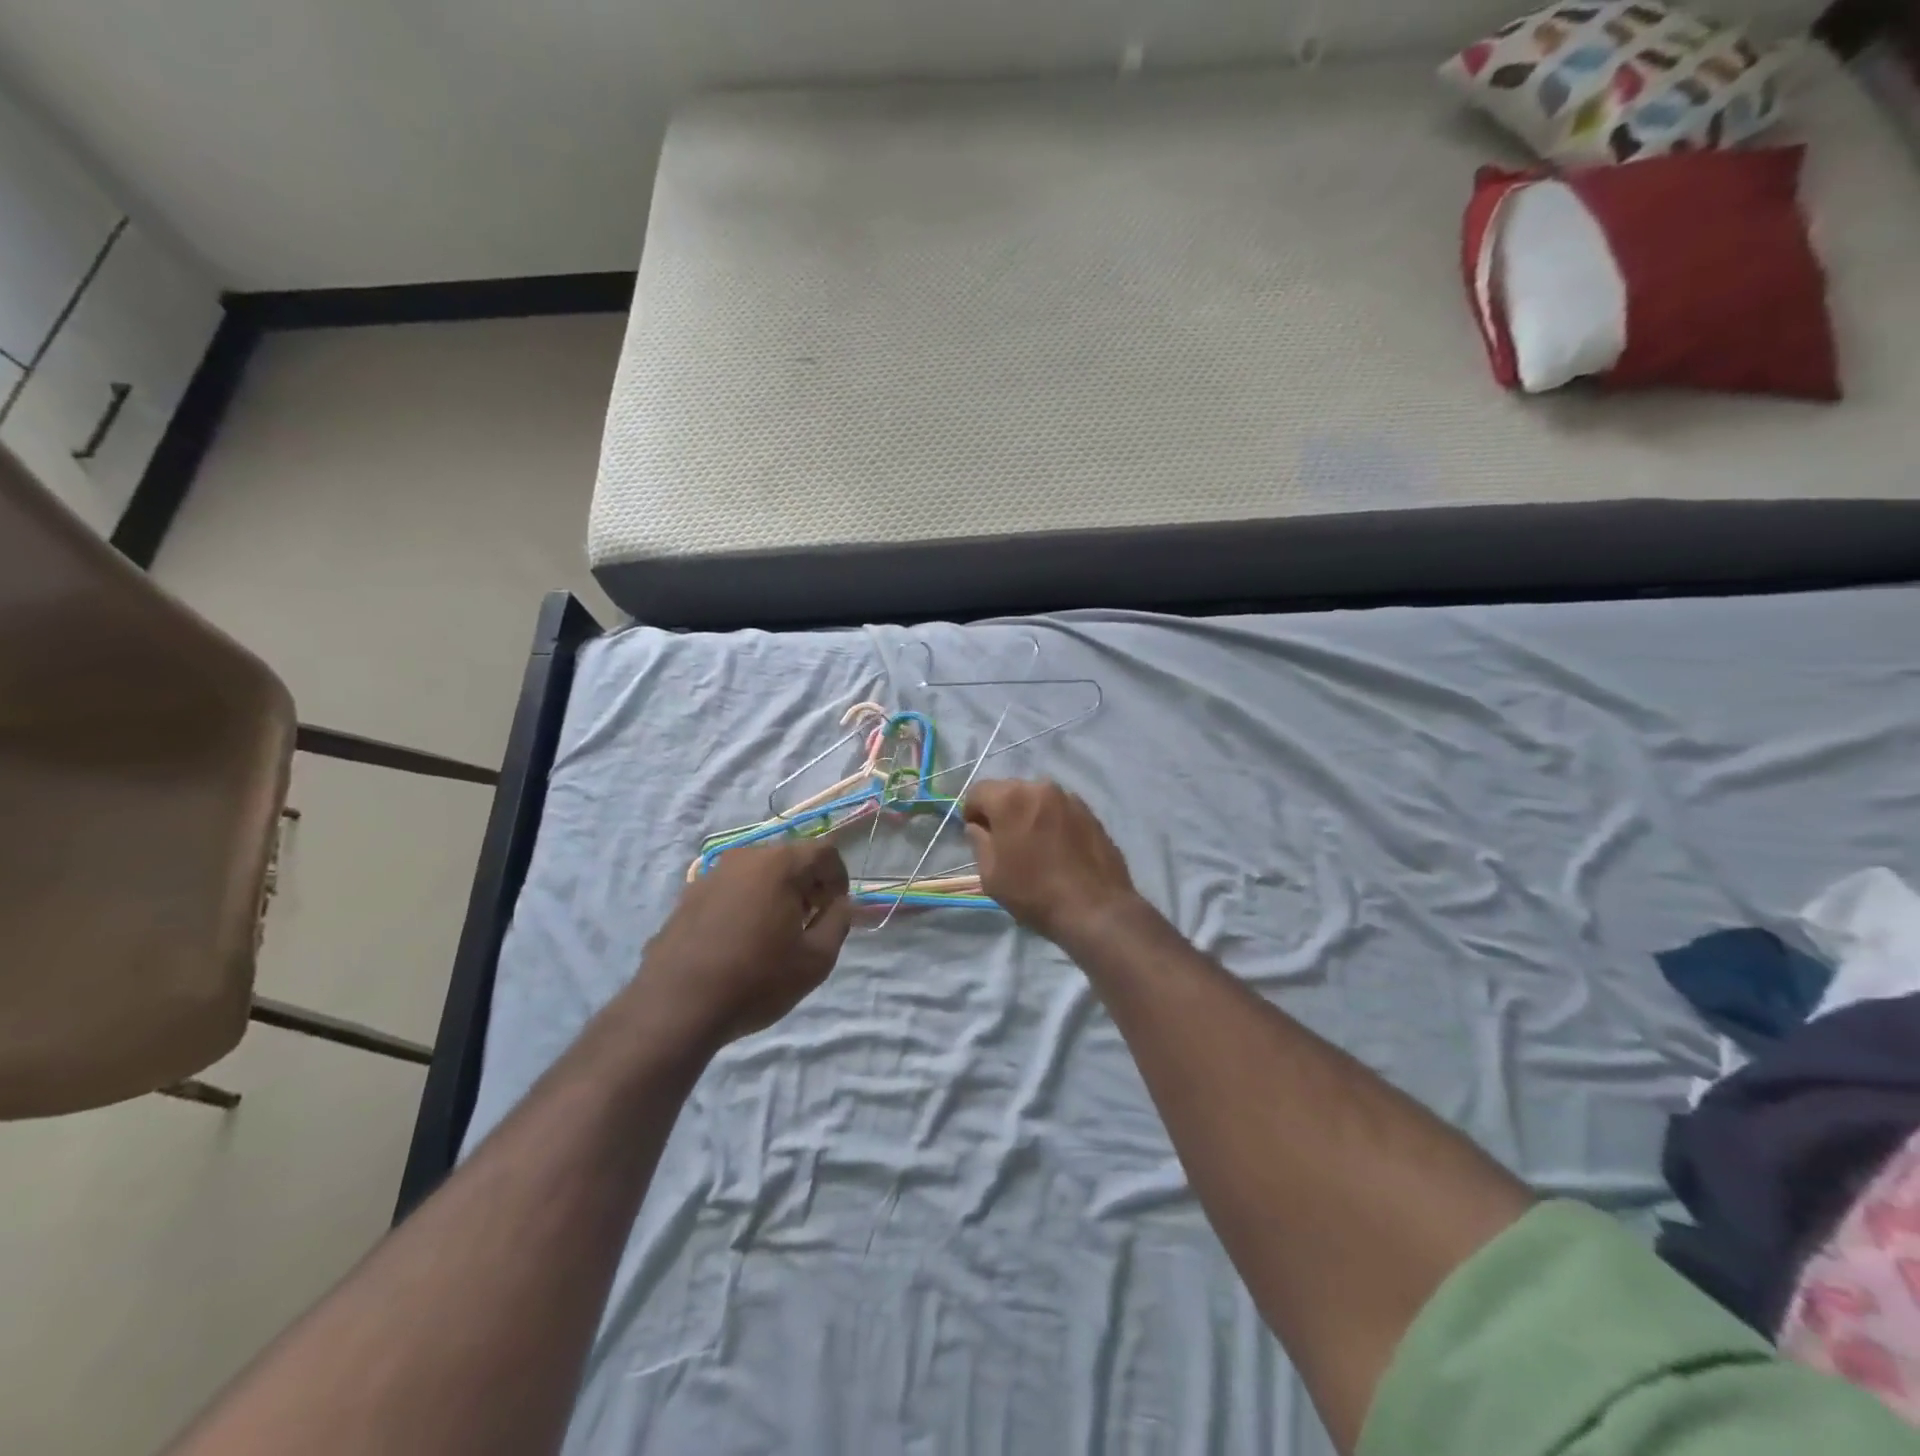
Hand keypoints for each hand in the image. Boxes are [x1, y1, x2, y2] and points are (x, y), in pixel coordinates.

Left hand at [635, 841, 851, 1050]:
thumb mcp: (816, 959)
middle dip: (807, 884)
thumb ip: (839, 922)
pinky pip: (731, 890)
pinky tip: (740, 942)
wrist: (676, 1008)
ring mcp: (711, 875)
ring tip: (774, 934)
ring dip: (775, 894)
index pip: (824, 852)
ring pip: (758, 873)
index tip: (836, 910)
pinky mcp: (687, 897)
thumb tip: (840, 904)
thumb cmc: (756, 980)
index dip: (839, 878)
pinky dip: (746, 904)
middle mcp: (744, 858)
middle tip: (810, 922)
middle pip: (789, 858)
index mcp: (779, 864)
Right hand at [962, 780, 1138, 943]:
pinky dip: (1052, 821)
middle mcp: (1041, 788)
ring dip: (1028, 815)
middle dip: (1001, 811)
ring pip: (1037, 799)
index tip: (978, 836)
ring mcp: (1070, 798)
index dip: (972, 812)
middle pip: (1009, 791)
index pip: (978, 791)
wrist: (1096, 910)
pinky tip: (1058, 850)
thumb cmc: (1034, 893)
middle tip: (1005, 843)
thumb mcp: (991, 875)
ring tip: (1035, 847)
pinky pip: (1060, 810)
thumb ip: (979, 842)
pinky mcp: (1091, 813)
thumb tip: (979, 827)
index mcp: (1011, 798)